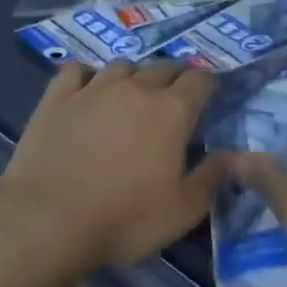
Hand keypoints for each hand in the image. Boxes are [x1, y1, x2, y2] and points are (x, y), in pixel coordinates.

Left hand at [0, 61, 227, 274]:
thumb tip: (239, 155)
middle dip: (174, 79)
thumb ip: (213, 177)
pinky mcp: (57, 98)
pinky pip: (76, 71)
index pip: (200, 80)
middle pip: (163, 68)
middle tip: (173, 101)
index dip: (208, 85)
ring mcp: (93, 89)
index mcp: (172, 111)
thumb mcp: (183, 210)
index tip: (209, 98)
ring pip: (121, 65)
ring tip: (131, 96)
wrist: (48, 221)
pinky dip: (86, 76)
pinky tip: (86, 90)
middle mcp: (135, 89)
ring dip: (133, 77)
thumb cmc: (124, 219)